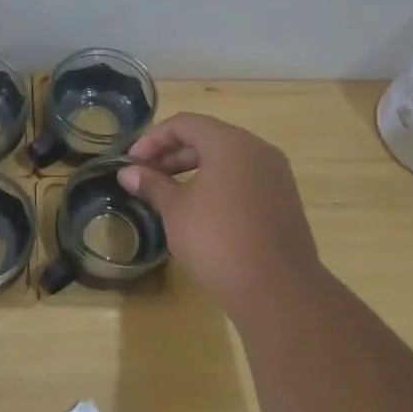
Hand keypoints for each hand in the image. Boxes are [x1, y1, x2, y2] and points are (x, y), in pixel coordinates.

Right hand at [117, 113, 323, 313]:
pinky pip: (245, 178)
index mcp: (230, 143)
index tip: (132, 162)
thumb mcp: (176, 210)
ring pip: (228, 159)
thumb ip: (152, 185)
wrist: (275, 287)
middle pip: (208, 138)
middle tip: (146, 177)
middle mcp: (257, 149)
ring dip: (195, 169)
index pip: (185, 124)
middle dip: (173, 154)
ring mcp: (276, 175)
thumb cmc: (216, 239)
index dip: (153, 139)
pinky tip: (201, 210)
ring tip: (170, 193)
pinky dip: (219, 184)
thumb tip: (127, 173)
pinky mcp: (284, 200)